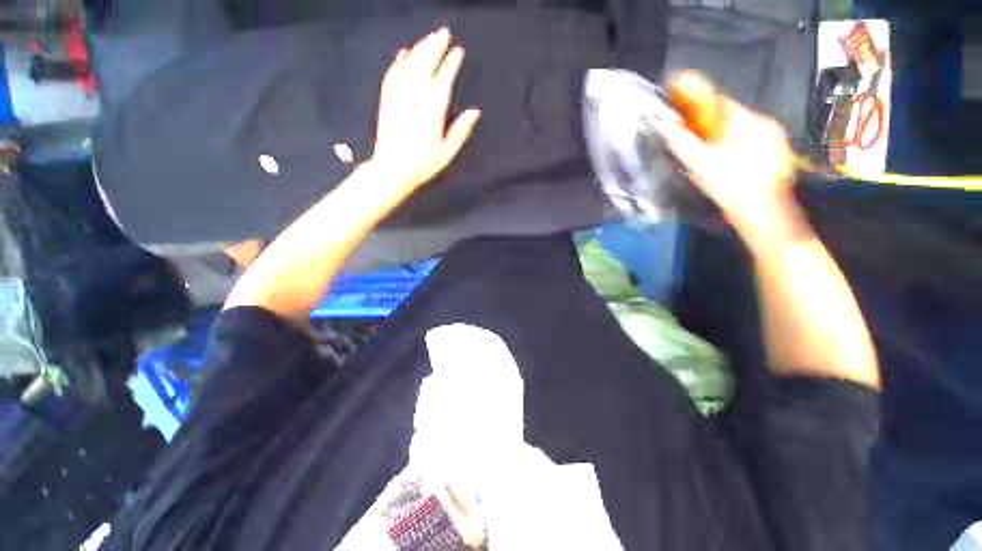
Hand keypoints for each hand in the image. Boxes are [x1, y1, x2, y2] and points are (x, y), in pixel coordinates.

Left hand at [367, 28, 480, 194]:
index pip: (443, 79)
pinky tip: (403, 53)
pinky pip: (392, 74)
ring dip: (419, 48)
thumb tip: (475, 112)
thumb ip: (460, 130)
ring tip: (428, 38)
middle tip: (444, 32)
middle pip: (425, 64)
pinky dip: (398, 61)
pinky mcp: (387, 100)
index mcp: (432, 109)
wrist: (392, 169)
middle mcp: (415, 96)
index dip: (451, 63)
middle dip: (435, 46)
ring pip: (409, 65)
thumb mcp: (447, 151)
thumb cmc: (423, 164)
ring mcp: (398, 96)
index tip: (458, 51)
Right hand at [658, 72, 801, 242]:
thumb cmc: (729, 187)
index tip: (681, 90)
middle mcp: (763, 122)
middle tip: (692, 130)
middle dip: (709, 119)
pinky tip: (728, 158)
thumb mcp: (699, 165)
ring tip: (709, 148)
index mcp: (745, 121)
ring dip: (722, 132)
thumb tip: (665, 127)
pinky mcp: (777, 150)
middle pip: (729, 114)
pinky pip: (751, 138)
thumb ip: (682, 143)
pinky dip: (735, 142)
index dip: (697, 95)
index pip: (718, 100)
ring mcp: (773, 136)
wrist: (764, 213)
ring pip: (741, 127)